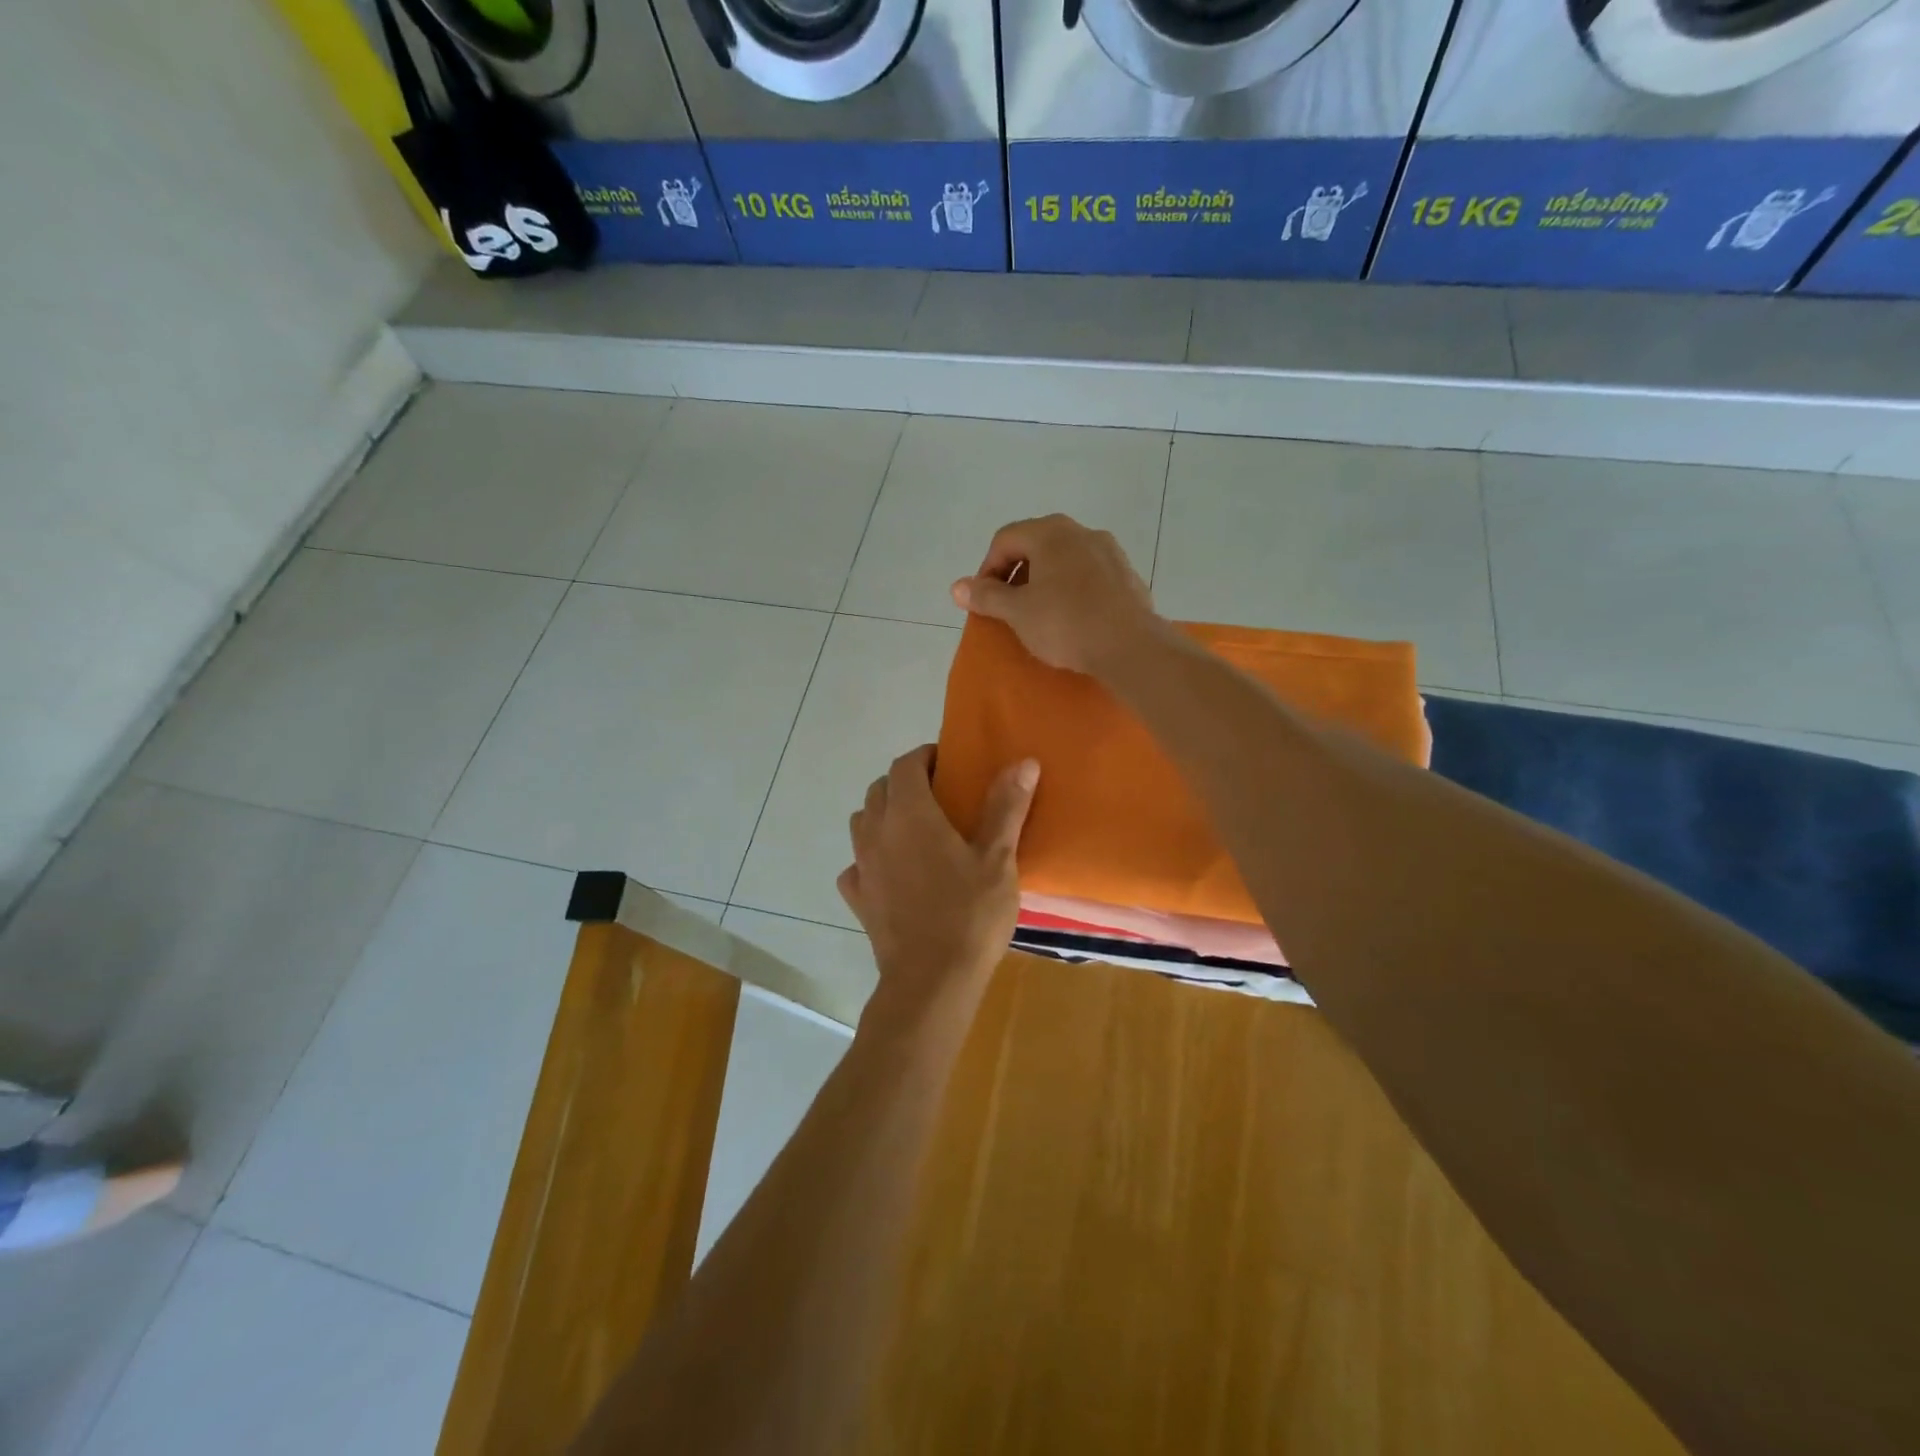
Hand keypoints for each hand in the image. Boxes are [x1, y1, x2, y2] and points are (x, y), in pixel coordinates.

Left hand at [838, 746, 1038, 1017]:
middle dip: (905, 782)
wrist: (930, 981)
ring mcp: (862, 866)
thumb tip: (1024, 762)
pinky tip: (893, 872)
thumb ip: (1006, 807)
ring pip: (863, 822)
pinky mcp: (858, 898)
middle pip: (880, 789)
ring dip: (884, 815)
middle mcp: (877, 832)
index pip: (905, 764)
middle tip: (939, 795)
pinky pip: (857, 864)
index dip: (924, 757)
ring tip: (916, 830)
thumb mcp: (997, 858)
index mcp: (910, 814)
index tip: (948, 763)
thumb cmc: (969, 914)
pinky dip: (872, 857)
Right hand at [949, 514, 1162, 676]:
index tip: (984, 600)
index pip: (1005, 539)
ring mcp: (1109, 551)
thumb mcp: (1017, 613)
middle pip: (1035, 544)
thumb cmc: (1066, 624)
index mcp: (1050, 532)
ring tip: (1038, 612)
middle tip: (1008, 606)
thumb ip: (986, 596)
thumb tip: (957, 587)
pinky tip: (1072, 617)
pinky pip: (1088, 574)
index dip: (987, 569)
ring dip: (1043, 580)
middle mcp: (1081, 531)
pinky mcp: (1126, 575)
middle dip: (1016, 573)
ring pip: (1063, 558)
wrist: (1131, 646)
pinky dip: (1071, 589)